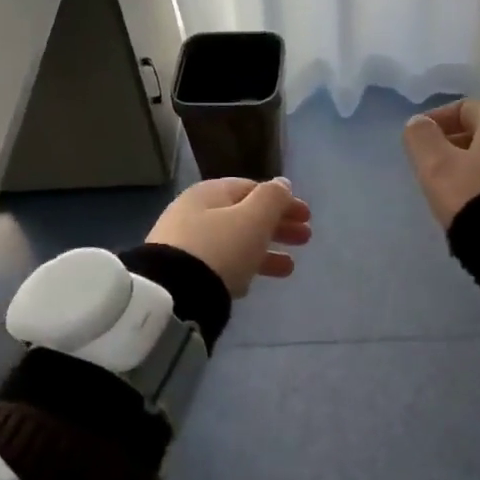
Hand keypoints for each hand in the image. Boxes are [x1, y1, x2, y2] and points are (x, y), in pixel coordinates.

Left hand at [146, 178, 311, 296]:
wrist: (172, 295)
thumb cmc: (220, 248)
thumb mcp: (253, 218)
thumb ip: (272, 198)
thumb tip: (282, 183)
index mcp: (209, 193)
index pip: (251, 188)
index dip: (282, 200)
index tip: (307, 216)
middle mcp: (193, 213)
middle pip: (243, 216)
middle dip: (277, 226)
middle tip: (305, 239)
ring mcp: (185, 244)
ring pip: (234, 242)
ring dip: (264, 251)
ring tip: (289, 269)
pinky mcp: (181, 273)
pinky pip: (219, 264)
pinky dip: (241, 268)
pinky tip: (253, 284)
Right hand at [402, 99, 479, 229]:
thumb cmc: (478, 196)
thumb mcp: (438, 168)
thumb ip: (422, 139)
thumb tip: (418, 123)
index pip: (464, 108)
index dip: (437, 120)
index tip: (419, 141)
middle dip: (457, 145)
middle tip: (435, 168)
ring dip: (477, 168)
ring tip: (457, 192)